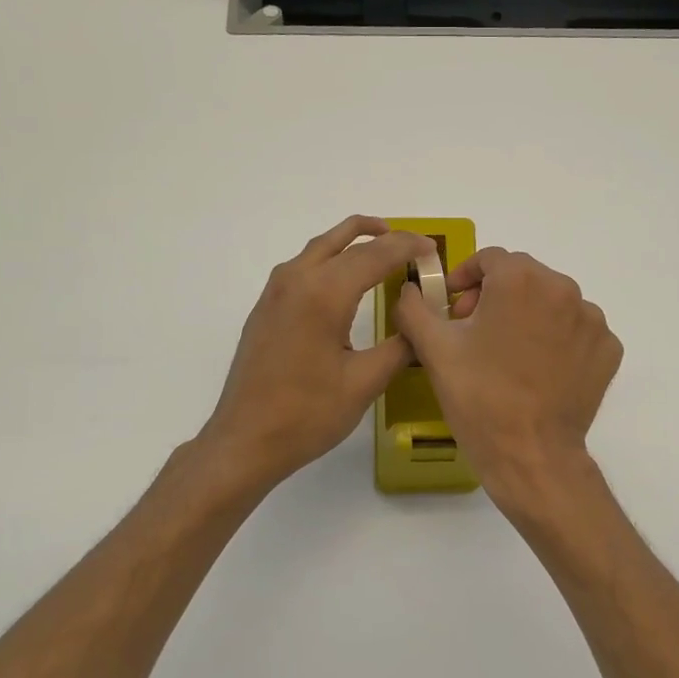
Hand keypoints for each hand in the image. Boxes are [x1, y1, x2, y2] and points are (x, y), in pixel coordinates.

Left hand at [201, 215, 428, 489]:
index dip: (408, 247)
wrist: (244, 440)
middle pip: (345, 240)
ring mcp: (275, 291)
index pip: (375, 254)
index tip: (433, 250)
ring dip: (353, 240)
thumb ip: (400, 346)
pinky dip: (332, 258)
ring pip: (320, 247)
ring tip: (383, 248)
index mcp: (324, 294)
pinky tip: (345, 281)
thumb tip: (419, 323)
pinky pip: (303, 266)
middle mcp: (297, 280)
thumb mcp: (365, 383)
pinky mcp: (266, 307)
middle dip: (384, 237)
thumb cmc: (307, 414)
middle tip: (414, 246)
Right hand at [392, 247, 621, 518]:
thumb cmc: (479, 397)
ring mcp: (592, 320)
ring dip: (528, 315)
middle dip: (495, 296)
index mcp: (520, 279)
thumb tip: (410, 289)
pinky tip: (538, 369)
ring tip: (507, 353)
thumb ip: (414, 307)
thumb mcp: (434, 349)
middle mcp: (563, 288)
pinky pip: (577, 330)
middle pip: (523, 277)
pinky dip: (557, 339)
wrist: (531, 455)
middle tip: (473, 331)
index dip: (465, 278)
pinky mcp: (608, 349)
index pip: (490, 259)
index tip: (452, 306)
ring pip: (552, 302)